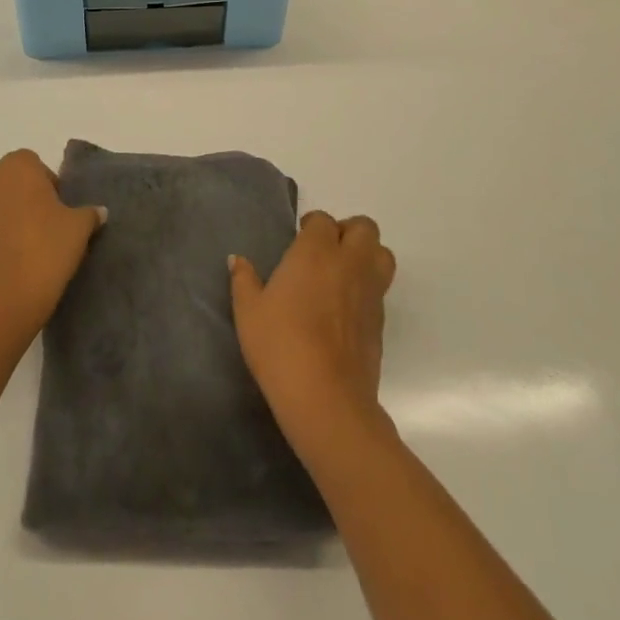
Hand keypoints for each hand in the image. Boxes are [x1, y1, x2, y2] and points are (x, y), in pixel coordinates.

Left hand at [0, 150, 104, 342]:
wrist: (1, 302)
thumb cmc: (45, 250)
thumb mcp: (79, 229)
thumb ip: (89, 214)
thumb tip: (98, 212)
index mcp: (16, 166)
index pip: (35, 166)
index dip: (49, 187)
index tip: (59, 212)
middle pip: (8, 182)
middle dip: (22, 199)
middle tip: (43, 228)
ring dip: (2, 219)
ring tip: (22, 249)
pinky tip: (5, 265)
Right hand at [230, 211, 395, 434]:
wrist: (326, 398)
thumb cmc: (280, 345)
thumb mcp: (249, 312)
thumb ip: (244, 280)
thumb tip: (237, 260)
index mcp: (316, 252)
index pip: (323, 221)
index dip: (312, 226)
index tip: (298, 242)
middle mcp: (349, 263)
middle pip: (365, 228)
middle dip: (348, 232)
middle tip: (325, 251)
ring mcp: (370, 292)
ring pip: (382, 254)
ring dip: (366, 255)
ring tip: (343, 274)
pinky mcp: (380, 322)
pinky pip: (380, 289)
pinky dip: (367, 288)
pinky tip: (345, 310)